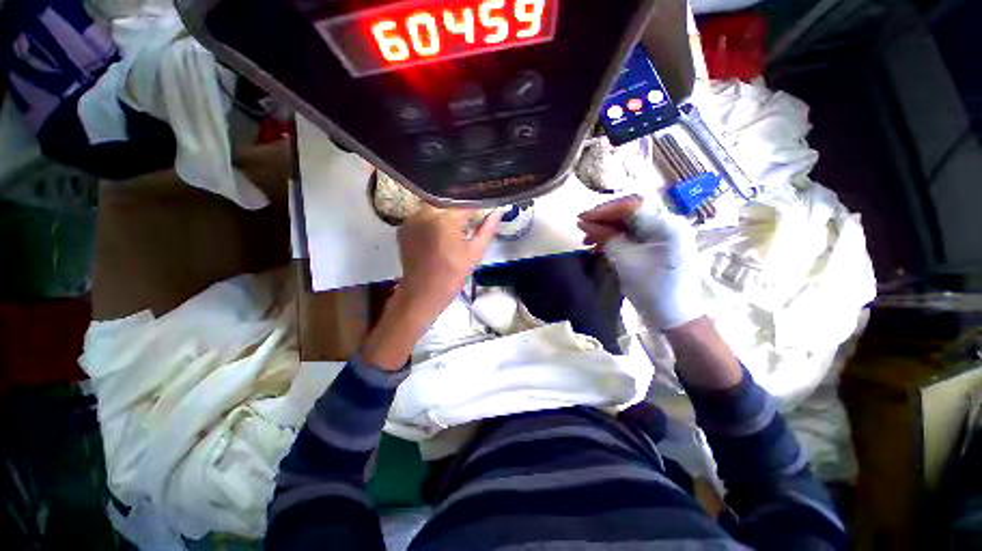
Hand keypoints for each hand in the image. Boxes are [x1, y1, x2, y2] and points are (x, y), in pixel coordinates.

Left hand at [364, 206, 499, 368]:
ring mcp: (411, 219)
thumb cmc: (451, 276)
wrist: (421, 294)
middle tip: (469, 224)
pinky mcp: (403, 227)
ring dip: (445, 215)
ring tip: (453, 232)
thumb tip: (498, 213)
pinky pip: (422, 217)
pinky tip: (438, 236)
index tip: (484, 213)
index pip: (465, 202)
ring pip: (434, 207)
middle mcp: (425, 213)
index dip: (477, 207)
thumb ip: (487, 230)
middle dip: (460, 210)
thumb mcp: (474, 253)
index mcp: (444, 219)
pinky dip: (432, 222)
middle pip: (448, 202)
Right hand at [578, 196, 702, 329]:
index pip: (631, 206)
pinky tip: (601, 246)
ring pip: (630, 223)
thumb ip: (605, 237)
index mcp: (667, 225)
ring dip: (608, 229)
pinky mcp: (660, 245)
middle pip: (631, 212)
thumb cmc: (652, 289)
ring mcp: (665, 234)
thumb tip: (584, 223)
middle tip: (582, 228)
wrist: (675, 316)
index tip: (581, 220)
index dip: (603, 210)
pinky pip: (635, 234)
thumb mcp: (625, 261)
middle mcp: (669, 223)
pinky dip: (616, 238)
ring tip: (588, 240)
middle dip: (604, 219)